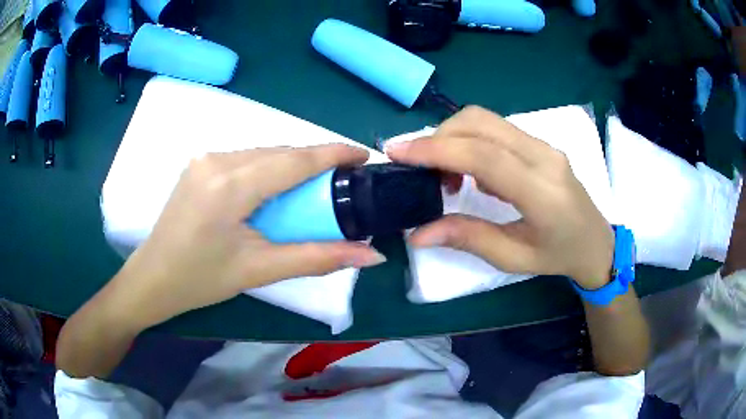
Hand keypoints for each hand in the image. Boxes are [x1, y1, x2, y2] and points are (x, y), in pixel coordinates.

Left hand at [109, 145, 385, 328]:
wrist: (152, 279)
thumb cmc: (201, 280)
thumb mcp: (260, 270)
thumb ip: (317, 258)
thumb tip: (370, 257)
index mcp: (230, 184)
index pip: (295, 160)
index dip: (334, 153)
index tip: (364, 156)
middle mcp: (217, 159)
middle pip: (280, 152)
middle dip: (315, 163)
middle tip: (342, 184)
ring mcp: (205, 159)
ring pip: (263, 153)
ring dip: (291, 166)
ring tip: (312, 192)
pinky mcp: (200, 165)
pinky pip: (246, 159)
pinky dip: (268, 169)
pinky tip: (274, 192)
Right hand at [386, 106, 613, 288]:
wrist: (596, 241)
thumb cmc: (559, 256)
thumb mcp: (513, 258)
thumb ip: (468, 238)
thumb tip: (418, 232)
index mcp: (542, 192)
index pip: (484, 156)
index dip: (437, 150)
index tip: (398, 152)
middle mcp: (544, 156)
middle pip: (480, 123)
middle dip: (438, 137)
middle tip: (417, 169)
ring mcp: (544, 145)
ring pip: (486, 120)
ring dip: (453, 137)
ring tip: (443, 174)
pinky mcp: (539, 143)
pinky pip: (496, 129)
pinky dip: (469, 140)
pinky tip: (469, 171)